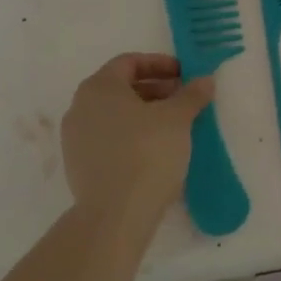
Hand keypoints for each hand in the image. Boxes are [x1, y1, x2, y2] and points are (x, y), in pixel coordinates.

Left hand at [61, 54, 214, 230]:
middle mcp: (80, 108)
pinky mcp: (78, 168)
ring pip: (115, 115)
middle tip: (183, 99)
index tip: (184, 75)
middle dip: (155, 90)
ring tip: (173, 126)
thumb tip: (205, 80)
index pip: (129, 62)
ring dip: (144, 114)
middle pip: (121, 88)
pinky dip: (131, 136)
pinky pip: (108, 139)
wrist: (114, 217)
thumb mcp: (178, 118)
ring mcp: (75, 140)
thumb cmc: (146, 153)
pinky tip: (155, 150)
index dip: (160, 64)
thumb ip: (192, 94)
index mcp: (99, 87)